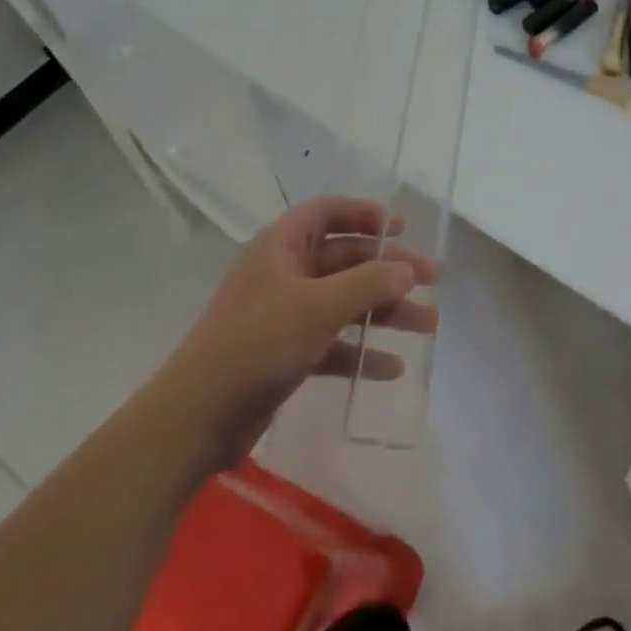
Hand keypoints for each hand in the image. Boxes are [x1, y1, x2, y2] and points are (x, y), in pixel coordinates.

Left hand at [162, 196, 439, 465]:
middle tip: (433, 280)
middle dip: (389, 269)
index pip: (327, 212)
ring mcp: (284, 315)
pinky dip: (360, 351)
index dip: (364, 214)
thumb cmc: (257, 344)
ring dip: (384, 312)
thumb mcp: (318, 307)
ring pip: (344, 302)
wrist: (197, 418)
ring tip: (428, 325)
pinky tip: (391, 368)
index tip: (402, 227)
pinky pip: (332, 342)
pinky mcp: (286, 354)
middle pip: (345, 260)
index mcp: (281, 247)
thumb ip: (368, 284)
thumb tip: (407, 269)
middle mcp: (284, 274)